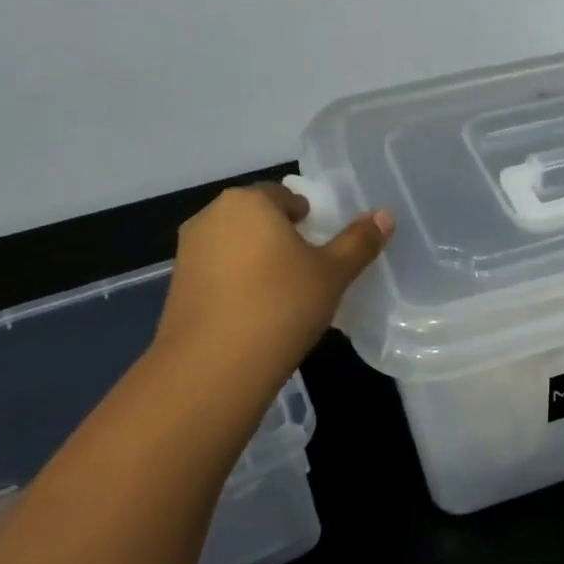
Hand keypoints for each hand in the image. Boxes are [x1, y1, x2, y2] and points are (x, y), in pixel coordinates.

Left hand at [151, 184, 391, 386]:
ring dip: (259, 262)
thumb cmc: (281, 305)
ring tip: (285, 295)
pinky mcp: (178, 287)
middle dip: (282, 238)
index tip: (323, 248)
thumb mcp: (333, 273)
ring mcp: (188, 252)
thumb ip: (359, 241)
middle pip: (258, 219)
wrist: (214, 367)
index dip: (309, 219)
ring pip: (237, 246)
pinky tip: (257, 314)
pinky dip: (239, 284)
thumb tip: (385, 215)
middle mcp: (211, 216)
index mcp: (248, 202)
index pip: (286, 196)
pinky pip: (220, 273)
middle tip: (310, 271)